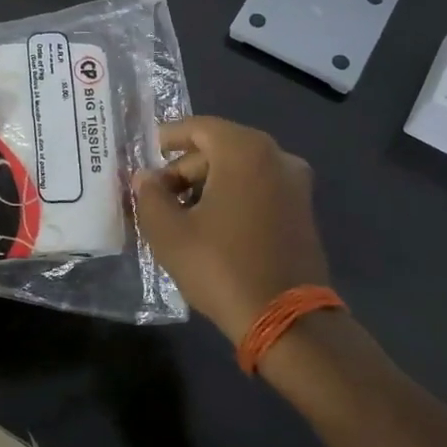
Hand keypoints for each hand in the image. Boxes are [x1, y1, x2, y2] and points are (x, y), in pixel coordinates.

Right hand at [132, 116, 330, 341]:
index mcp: (245, 150)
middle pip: (219, 149)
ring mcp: (295, 184)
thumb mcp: (170, 232)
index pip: (198, 127)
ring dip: (206, 185)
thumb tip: (144, 178)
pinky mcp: (302, 211)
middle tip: (155, 195)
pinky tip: (208, 226)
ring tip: (177, 214)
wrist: (286, 319)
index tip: (145, 152)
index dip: (167, 137)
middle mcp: (276, 156)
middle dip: (184, 168)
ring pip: (239, 170)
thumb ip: (149, 196)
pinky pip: (258, 189)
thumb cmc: (222, 266)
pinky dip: (231, 197)